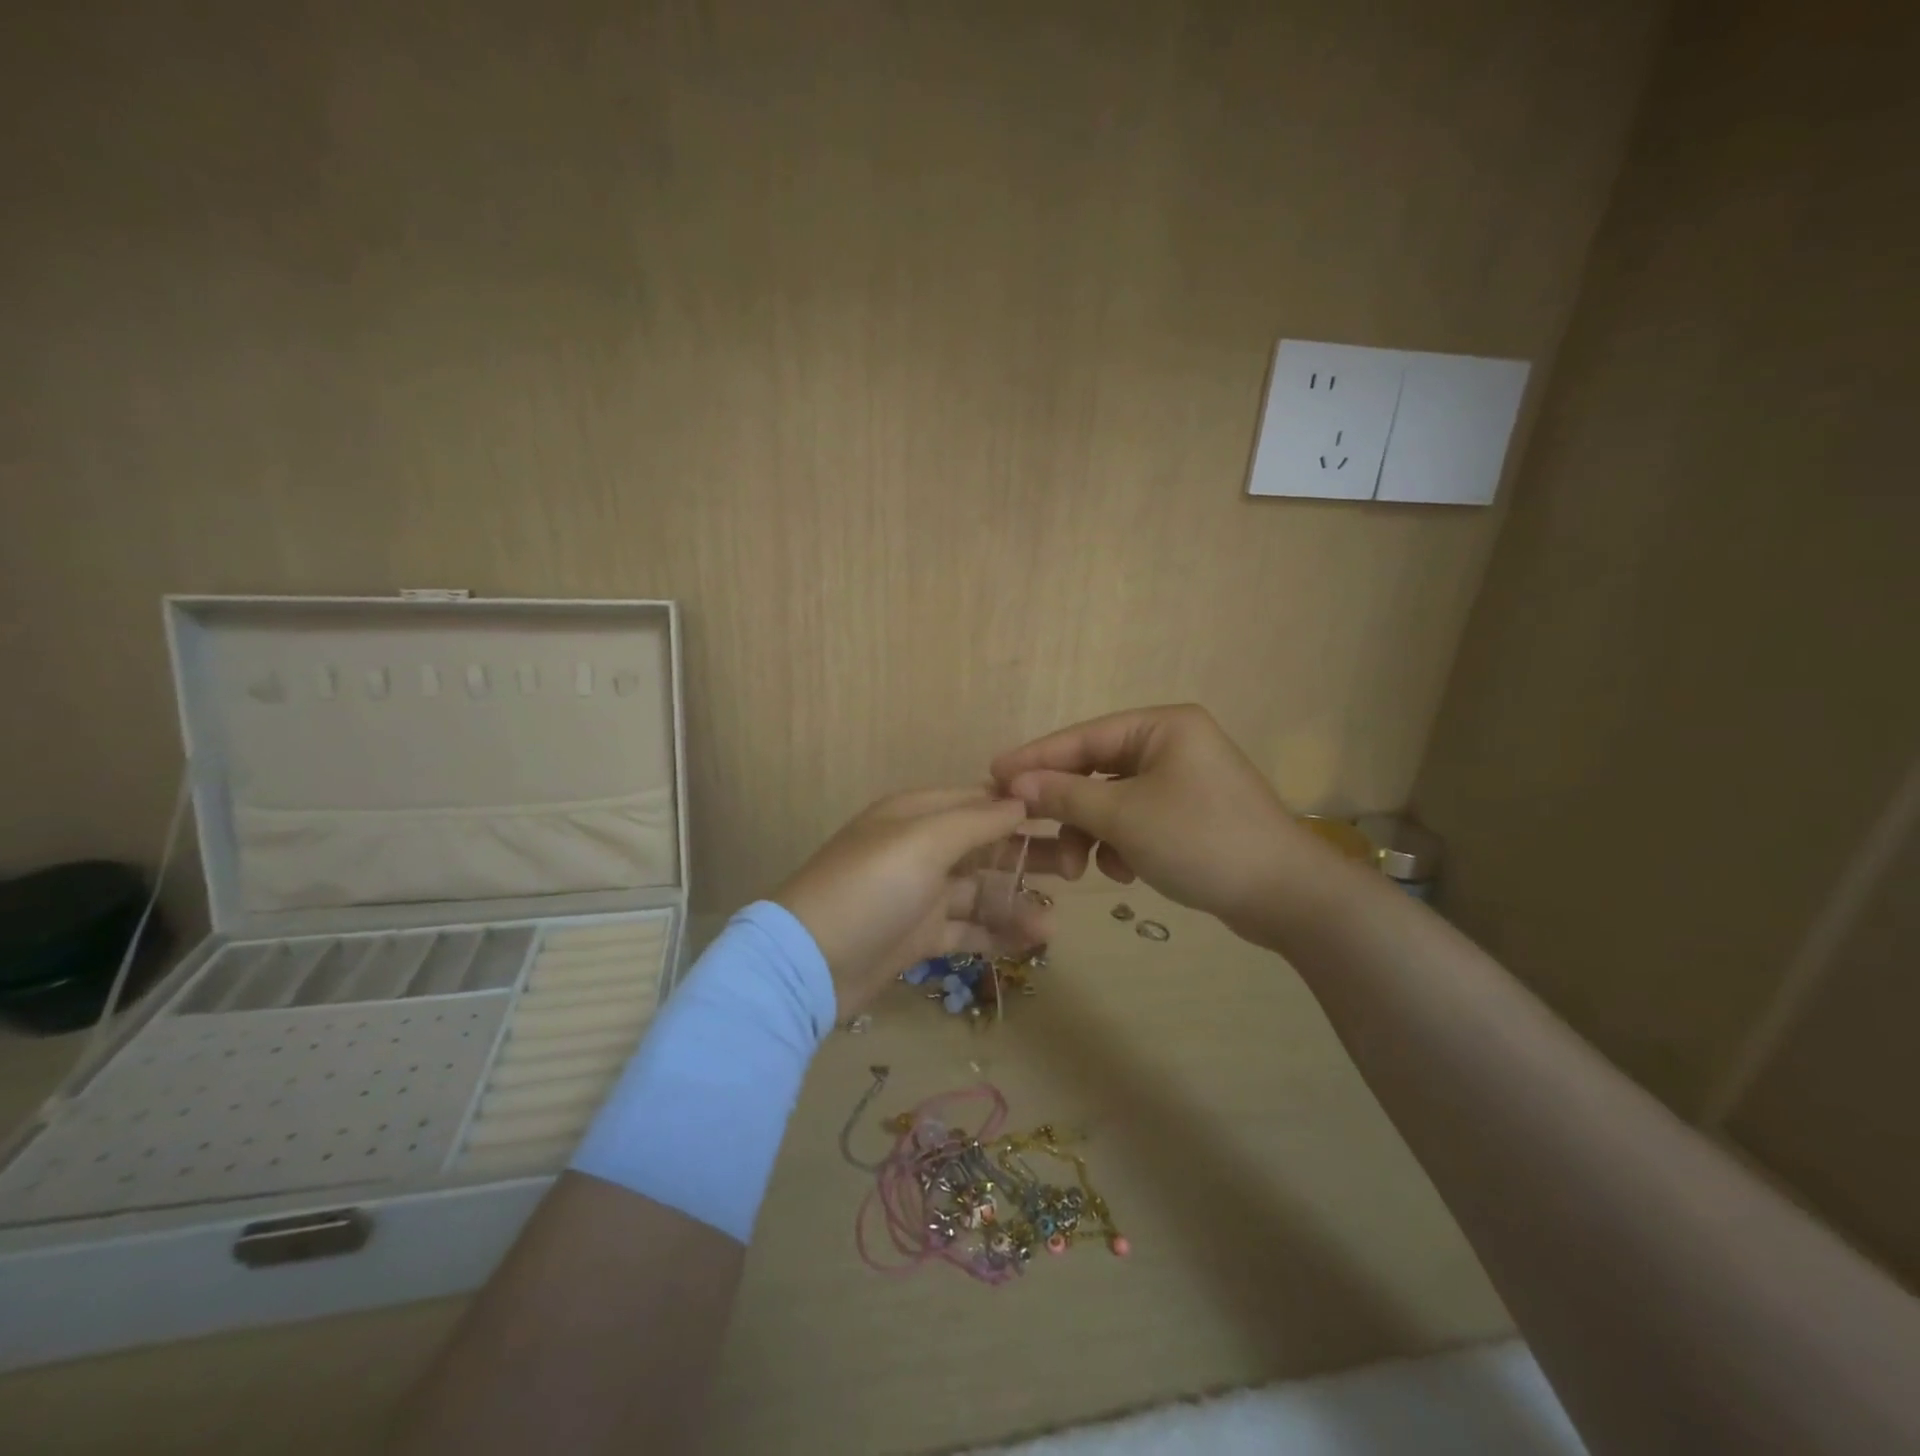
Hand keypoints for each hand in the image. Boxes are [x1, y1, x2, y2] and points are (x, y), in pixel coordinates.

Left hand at [774, 789, 1051, 1012]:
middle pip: (986, 846)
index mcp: (917, 814)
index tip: (1069, 816)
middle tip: (1077, 868)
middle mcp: (920, 849)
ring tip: (1052, 925)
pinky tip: (1031, 942)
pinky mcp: (919, 936)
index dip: (1022, 807)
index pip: (979, 801)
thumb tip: (1021, 799)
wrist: (809, 964)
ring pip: (980, 892)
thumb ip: (976, 821)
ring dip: (1016, 904)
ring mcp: (920, 895)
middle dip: (1028, 855)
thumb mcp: (923, 842)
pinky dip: (996, 933)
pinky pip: (967, 928)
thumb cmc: (870, 887)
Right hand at [991, 704, 1334, 938]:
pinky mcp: (1189, 814)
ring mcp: (1182, 781)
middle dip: (1067, 809)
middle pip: (1095, 770)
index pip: (1082, 737)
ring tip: (1083, 870)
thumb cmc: (1201, 840)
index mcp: (1161, 726)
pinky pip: (1136, 820)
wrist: (1286, 896)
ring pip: (1112, 800)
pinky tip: (1126, 872)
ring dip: (1092, 834)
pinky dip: (1121, 844)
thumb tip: (1013, 780)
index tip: (991, 775)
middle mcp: (1171, 744)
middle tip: (1029, 833)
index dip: (1034, 758)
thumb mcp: (1124, 816)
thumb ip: (1065, 794)